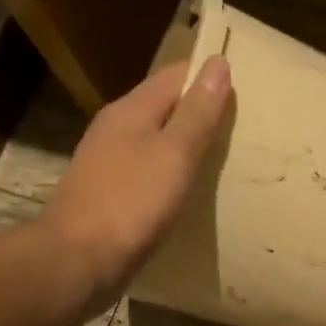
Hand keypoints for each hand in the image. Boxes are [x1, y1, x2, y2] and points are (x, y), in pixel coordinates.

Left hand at [43, 56, 232, 298]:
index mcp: (130, 111)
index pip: (176, 75)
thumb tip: (218, 63)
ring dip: (189, 146)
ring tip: (229, 157)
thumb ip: (197, 113)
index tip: (248, 90)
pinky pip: (151, 174)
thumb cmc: (130, 204)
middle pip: (166, 107)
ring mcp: (111, 165)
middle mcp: (117, 130)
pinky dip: (174, 176)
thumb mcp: (173, 154)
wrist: (77, 263)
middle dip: (203, 112)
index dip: (210, 76)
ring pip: (159, 142)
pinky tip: (193, 191)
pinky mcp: (112, 197)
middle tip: (246, 126)